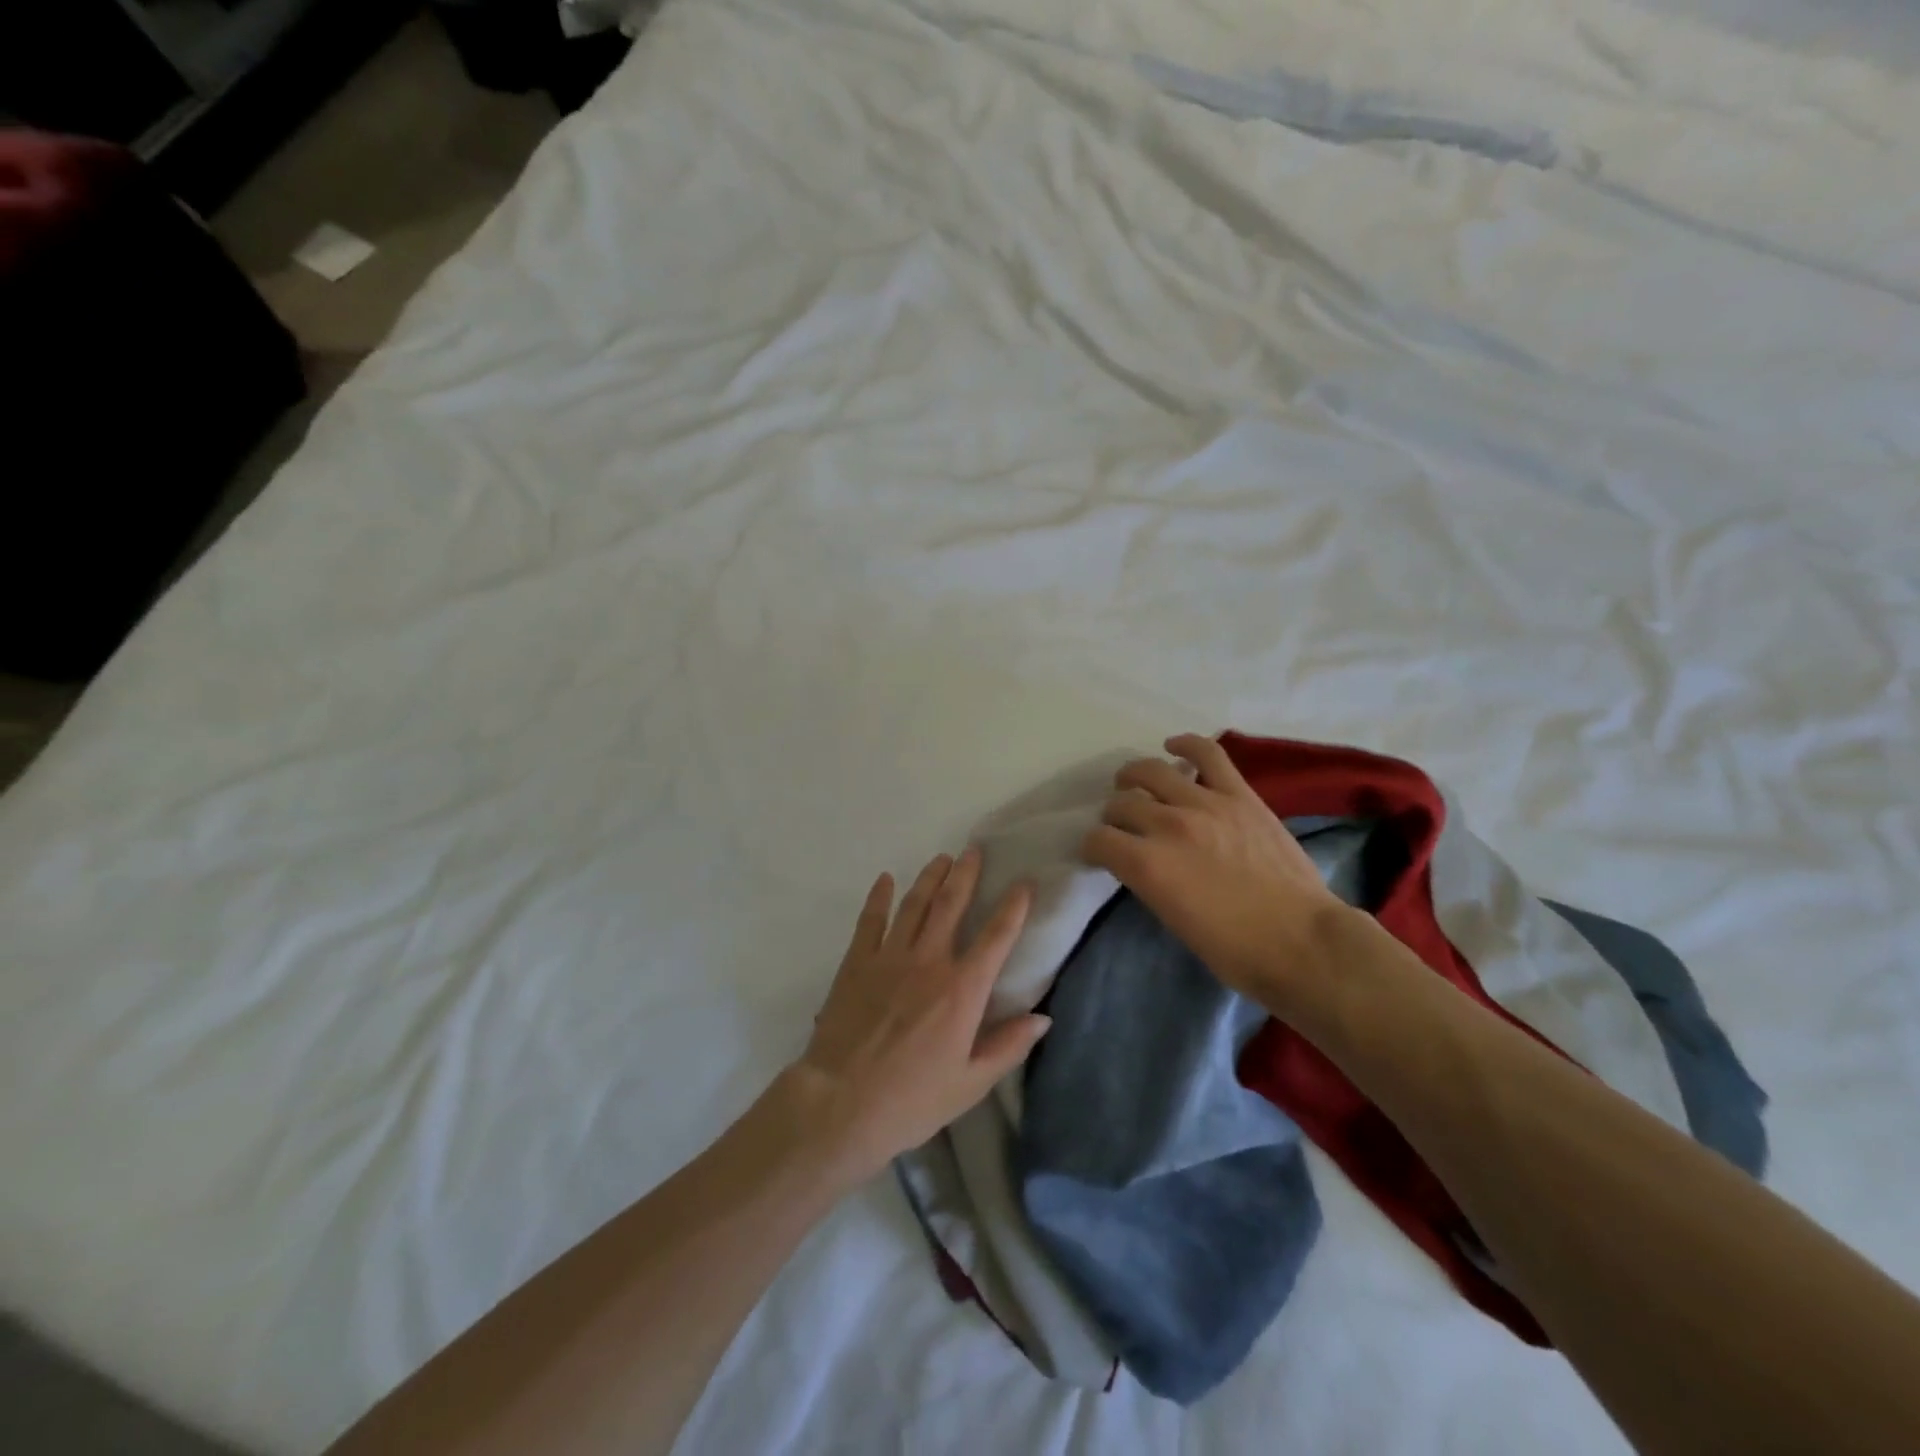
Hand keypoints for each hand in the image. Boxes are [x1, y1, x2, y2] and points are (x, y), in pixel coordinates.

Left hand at [783, 849, 1047, 1183]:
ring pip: (914, 904)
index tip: (1025, 882)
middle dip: (965, 874)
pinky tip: (884, 879)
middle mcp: (929, 961)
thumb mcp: (970, 1083)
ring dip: (929, 878)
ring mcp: (889, 957)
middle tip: (973, 850)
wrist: (840, 1103)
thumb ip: (1008, 1046)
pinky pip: (870, 920)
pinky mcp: (857, 963)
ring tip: (941, 858)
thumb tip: (1044, 1018)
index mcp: (962, 990)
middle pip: (951, 905)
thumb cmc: (912, 1100)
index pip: (997, 937)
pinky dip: (878, 897)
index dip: (1014, 906)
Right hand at [1081, 733, 1349, 1011]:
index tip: (1100, 854)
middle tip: (1122, 826)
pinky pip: (1208, 754)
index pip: (1098, 840)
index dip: (1093, 847)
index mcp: (1147, 865)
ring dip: (1134, 778)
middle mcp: (1168, 826)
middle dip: (1113, 816)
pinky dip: (1186, 745)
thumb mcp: (1172, 919)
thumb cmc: (1235, 951)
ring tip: (1133, 783)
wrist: (1303, 942)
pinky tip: (1173, 747)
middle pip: (1122, 804)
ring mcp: (1205, 804)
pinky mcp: (1240, 795)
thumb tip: (1142, 862)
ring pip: (1152, 772)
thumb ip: (1149, 881)